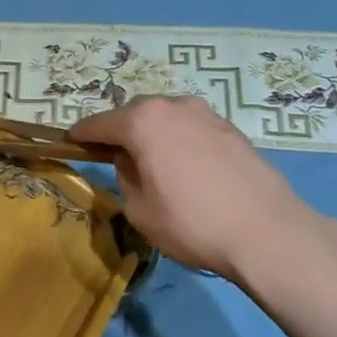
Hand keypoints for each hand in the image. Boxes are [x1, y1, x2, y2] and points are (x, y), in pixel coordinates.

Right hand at [71, 96, 325, 281]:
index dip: (81, 135)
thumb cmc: (192, 222)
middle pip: (133, 114)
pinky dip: (179, 140)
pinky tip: (186, 167)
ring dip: (153, 133)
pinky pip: (191, 128)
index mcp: (142, 121)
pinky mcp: (230, 128)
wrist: (266, 231)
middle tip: (114, 158)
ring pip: (165, 118)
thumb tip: (130, 162)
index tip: (70, 143)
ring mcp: (205, 113)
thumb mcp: (139, 210)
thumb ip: (125, 177)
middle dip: (120, 131)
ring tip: (153, 163)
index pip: (99, 124)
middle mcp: (172, 106)